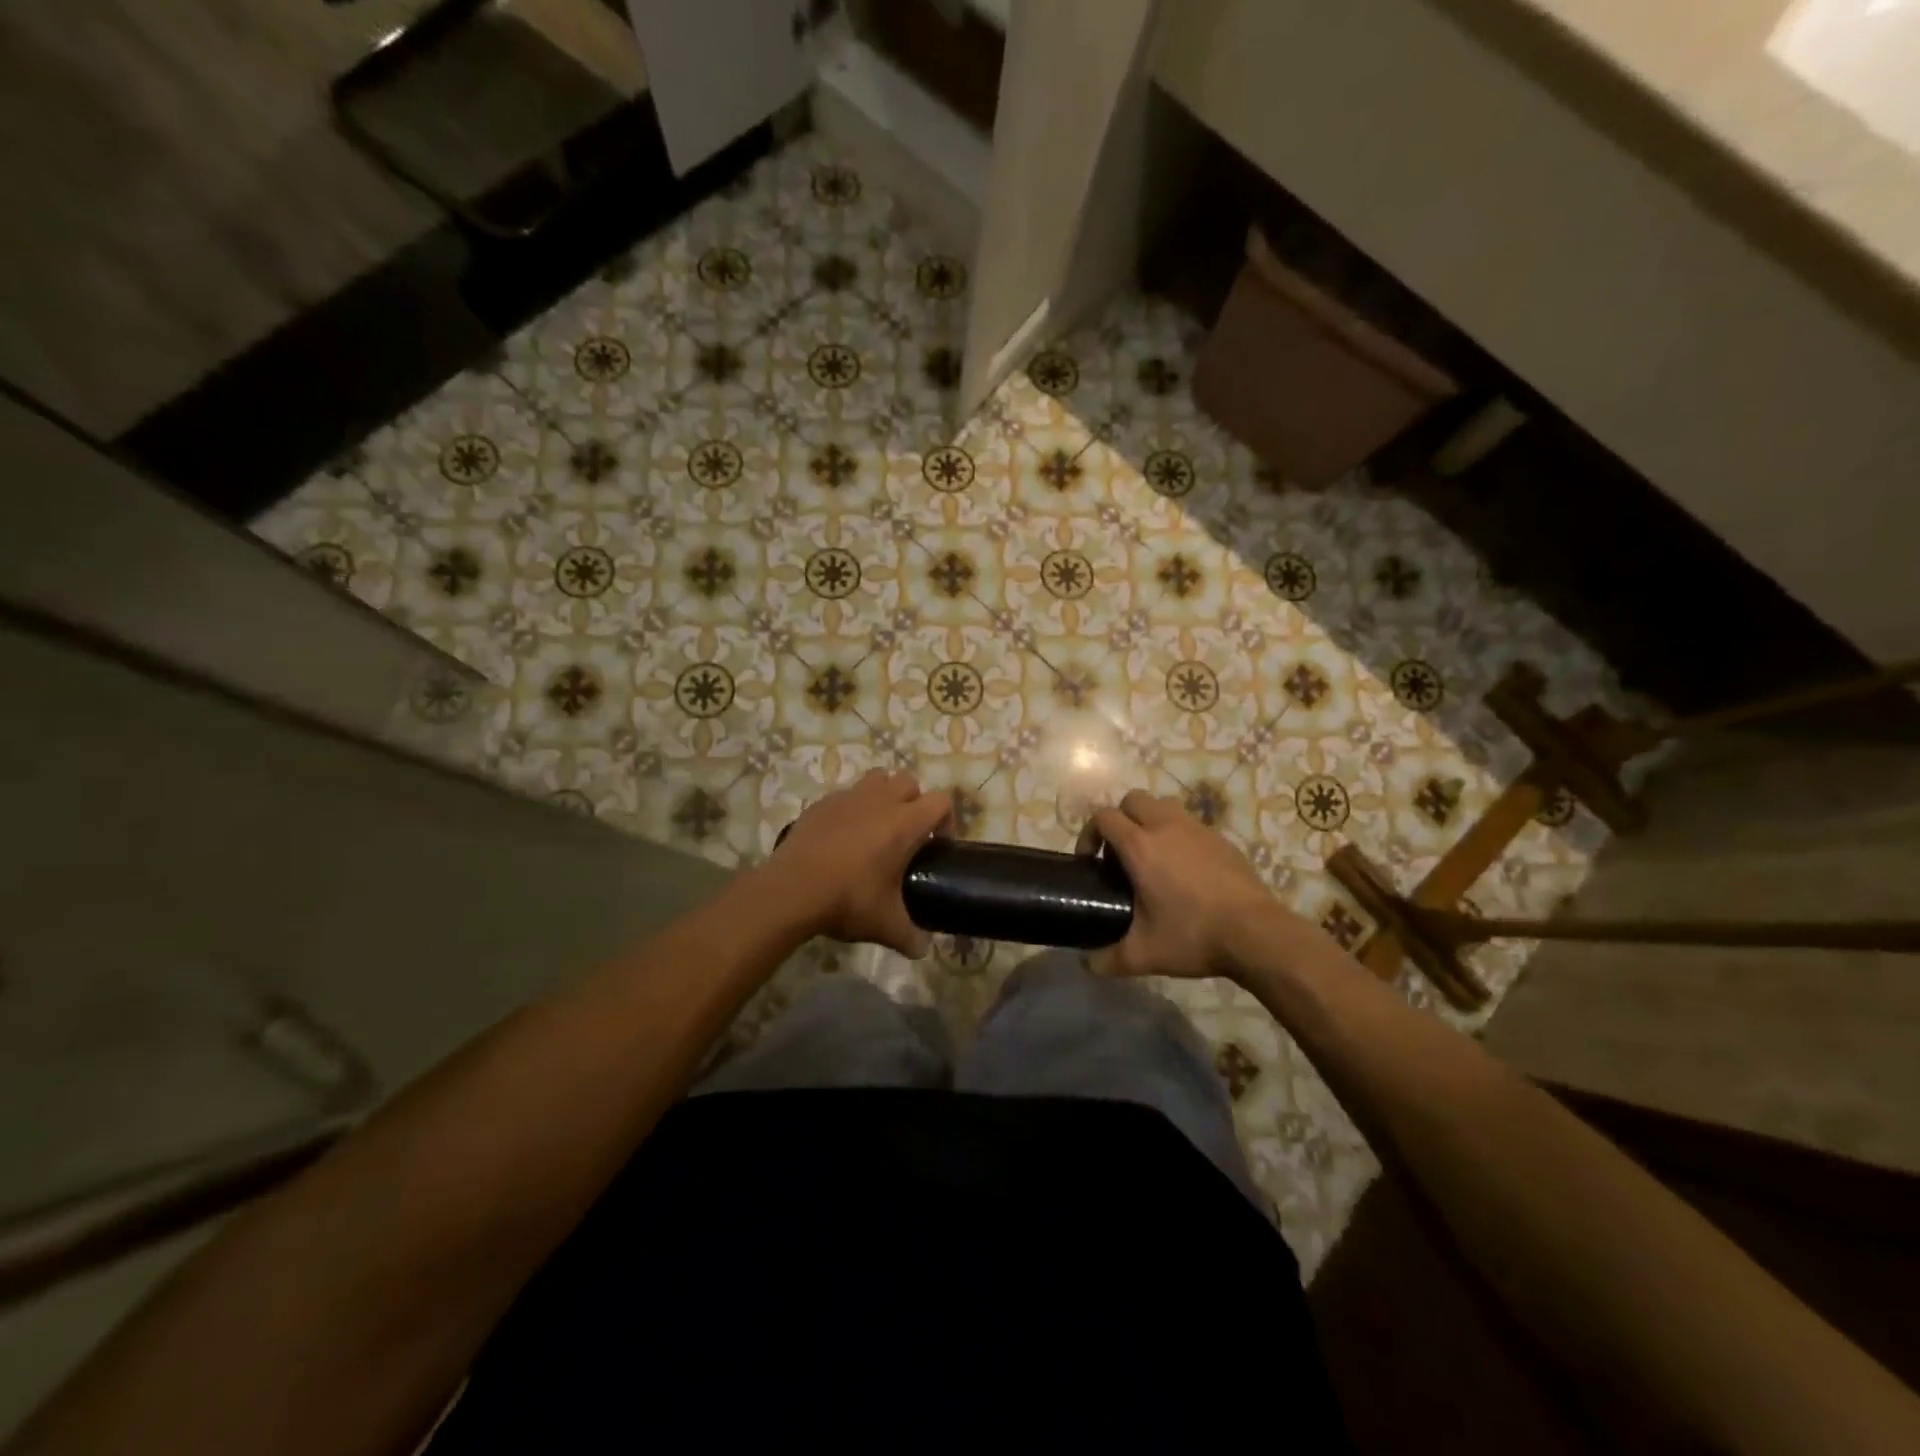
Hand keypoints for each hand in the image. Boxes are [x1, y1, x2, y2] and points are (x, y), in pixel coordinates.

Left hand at [769, 769, 953, 956]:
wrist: (791, 890)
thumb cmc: (848, 900)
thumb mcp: (885, 925)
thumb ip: (910, 937)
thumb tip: (922, 951)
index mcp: (905, 823)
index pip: (941, 801)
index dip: (946, 821)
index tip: (937, 846)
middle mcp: (880, 800)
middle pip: (910, 782)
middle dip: (915, 802)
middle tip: (907, 835)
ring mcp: (848, 797)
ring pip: (877, 778)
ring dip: (884, 795)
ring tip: (877, 827)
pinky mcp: (821, 803)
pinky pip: (846, 795)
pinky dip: (852, 808)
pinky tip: (842, 837)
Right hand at [1077, 790, 1292, 979]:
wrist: (1256, 933)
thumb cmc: (1193, 936)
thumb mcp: (1144, 954)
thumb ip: (1108, 959)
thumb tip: (1088, 965)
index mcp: (1140, 846)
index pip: (1104, 817)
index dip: (1089, 834)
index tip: (1091, 862)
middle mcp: (1166, 826)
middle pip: (1132, 799)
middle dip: (1119, 820)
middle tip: (1120, 855)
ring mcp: (1197, 829)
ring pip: (1163, 805)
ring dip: (1149, 821)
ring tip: (1152, 857)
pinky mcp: (1221, 839)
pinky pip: (1189, 824)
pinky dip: (1177, 835)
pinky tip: (1184, 870)